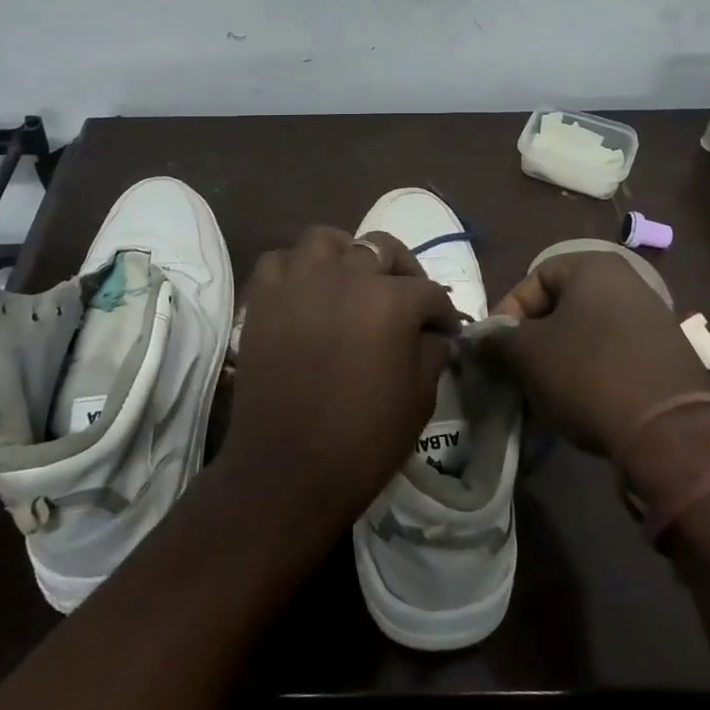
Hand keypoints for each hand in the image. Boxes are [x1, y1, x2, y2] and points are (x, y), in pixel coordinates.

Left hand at [224, 227, 459, 542]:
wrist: (286, 470)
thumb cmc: (362, 440)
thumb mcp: (419, 399)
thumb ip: (432, 352)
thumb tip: (435, 334)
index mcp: (390, 300)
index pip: (428, 291)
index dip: (443, 312)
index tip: (446, 330)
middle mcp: (346, 275)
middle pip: (381, 249)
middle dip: (402, 271)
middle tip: (406, 299)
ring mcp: (299, 280)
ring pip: (326, 240)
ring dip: (345, 255)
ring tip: (351, 281)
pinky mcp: (263, 297)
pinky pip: (281, 261)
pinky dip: (296, 269)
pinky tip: (306, 293)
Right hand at [491, 249, 709, 471]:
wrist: (671, 432)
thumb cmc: (588, 373)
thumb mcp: (528, 355)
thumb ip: (497, 341)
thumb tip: (476, 340)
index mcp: (593, 266)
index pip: (533, 280)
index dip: (506, 315)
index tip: (494, 351)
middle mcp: (627, 282)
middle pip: (560, 308)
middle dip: (532, 343)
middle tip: (515, 375)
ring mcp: (652, 319)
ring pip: (585, 335)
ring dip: (558, 362)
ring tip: (542, 397)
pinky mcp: (667, 356)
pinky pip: (613, 357)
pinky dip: (589, 375)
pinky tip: (577, 406)